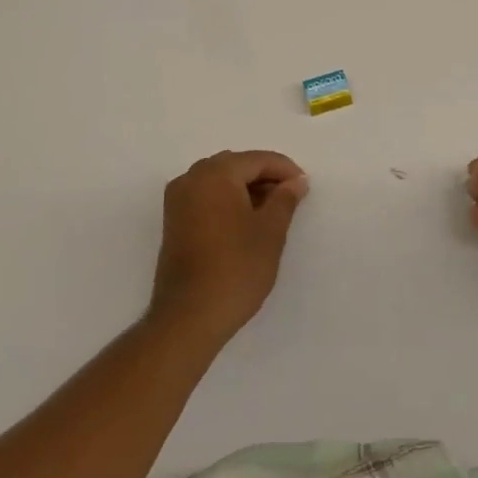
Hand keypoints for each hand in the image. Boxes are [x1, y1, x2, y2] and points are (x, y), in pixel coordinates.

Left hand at [151, 150, 307, 342]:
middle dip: (264, 177)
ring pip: (219, 181)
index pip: (256, 160)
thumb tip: (295, 182)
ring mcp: (177, 200)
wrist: (188, 318)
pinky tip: (245, 222)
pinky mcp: (173, 222)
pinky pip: (205, 197)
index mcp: (215, 174)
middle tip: (290, 198)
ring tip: (271, 211)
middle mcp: (191, 178)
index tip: (304, 187)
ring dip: (246, 189)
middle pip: (236, 166)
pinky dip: (227, 201)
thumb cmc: (235, 269)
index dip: (284, 170)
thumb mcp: (270, 232)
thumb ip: (285, 199)